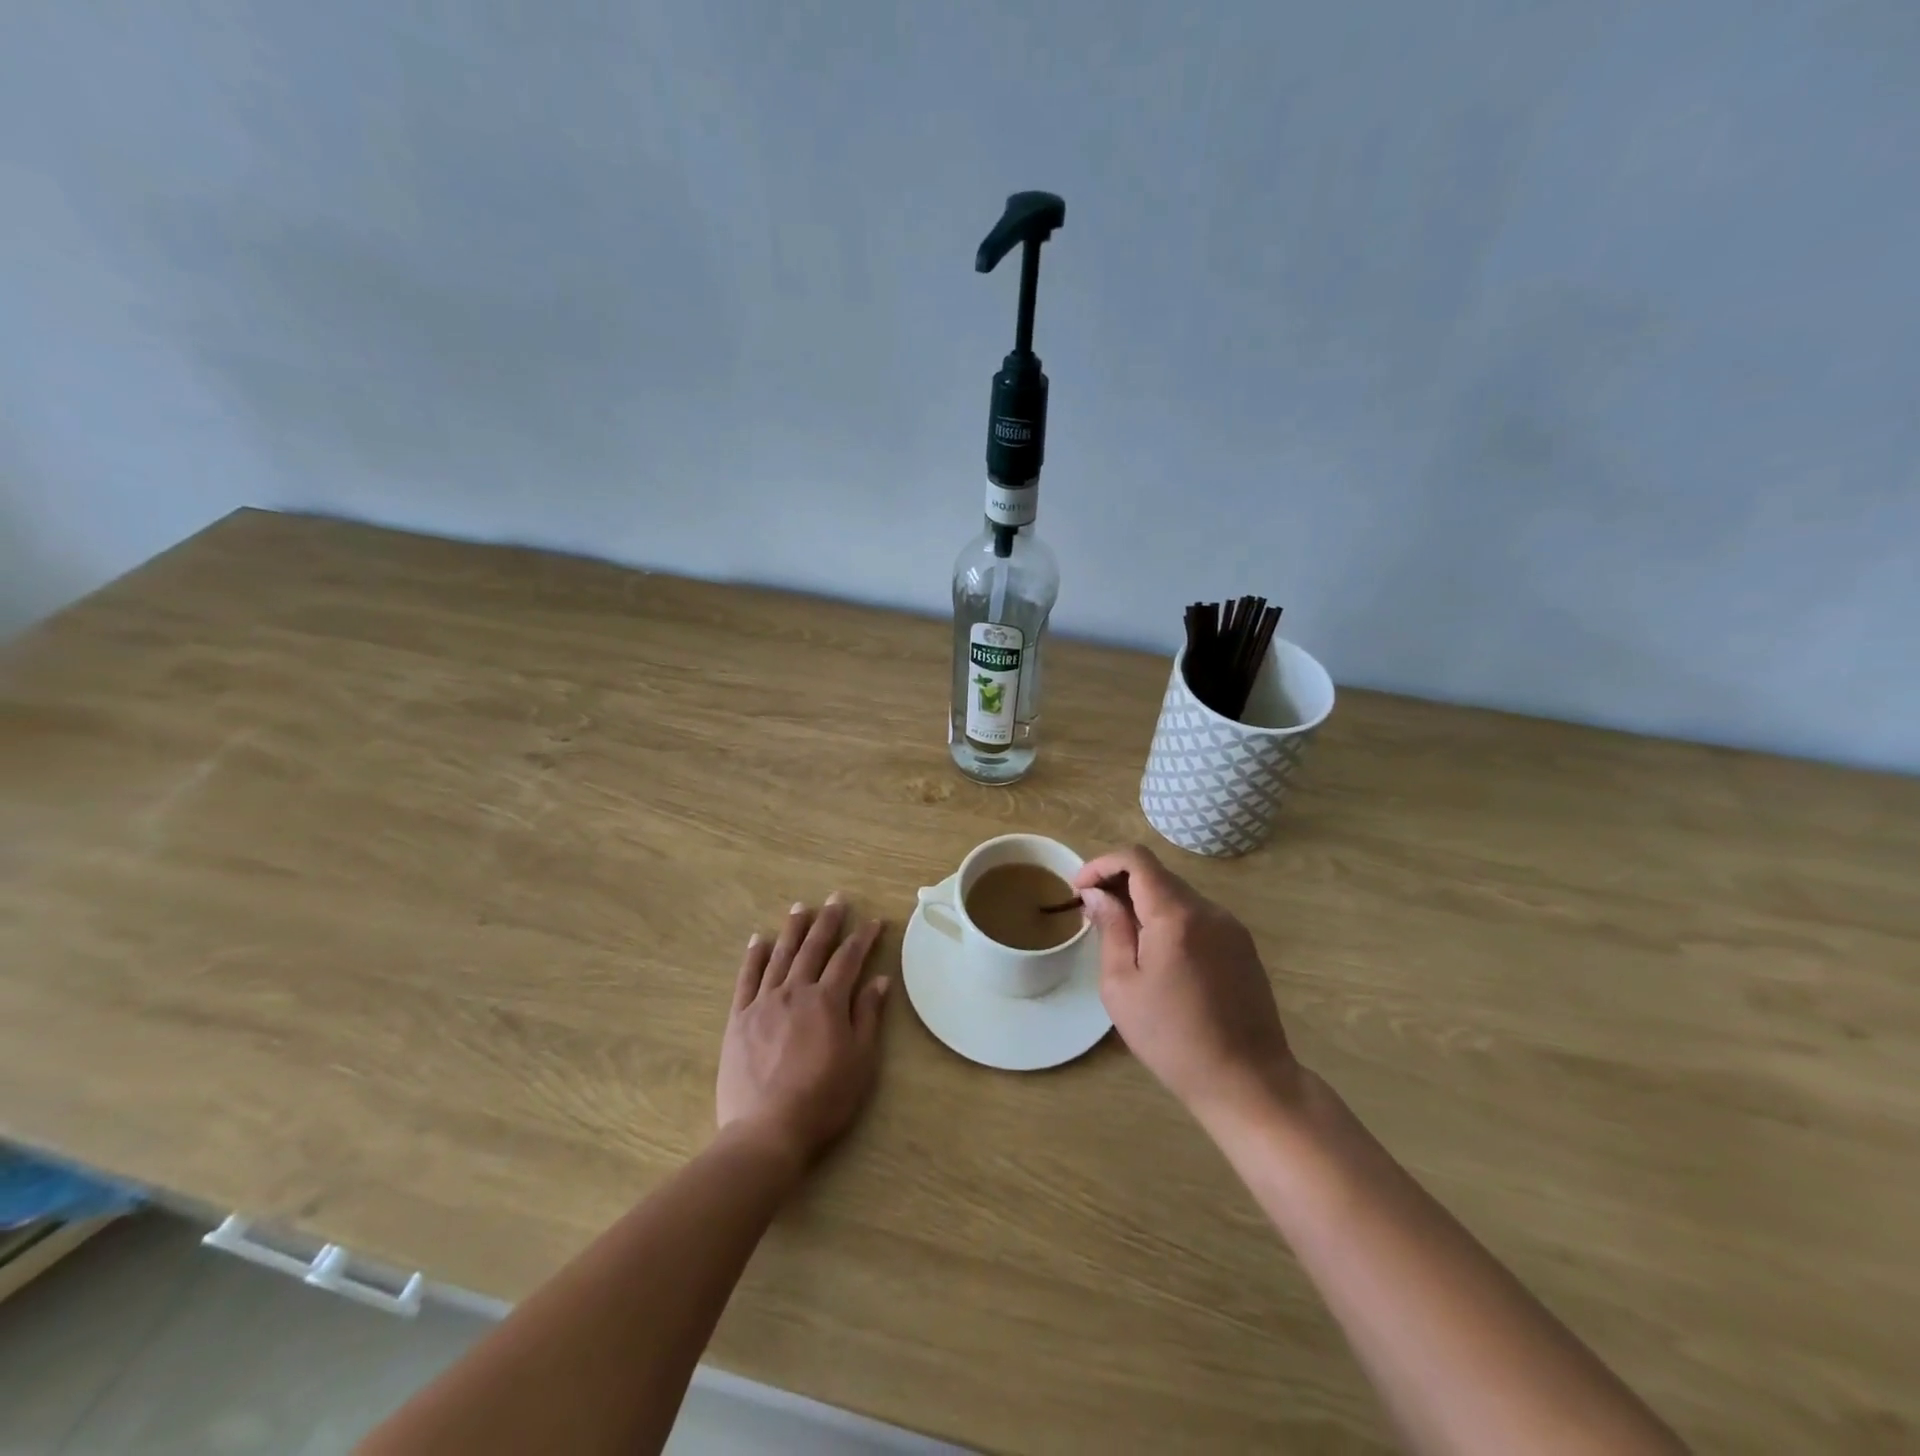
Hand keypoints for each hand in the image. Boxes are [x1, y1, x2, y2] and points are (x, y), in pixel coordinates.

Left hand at [717, 894, 890, 1170]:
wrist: (767, 1131)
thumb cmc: (823, 1099)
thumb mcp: (860, 1061)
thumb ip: (867, 1016)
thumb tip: (879, 980)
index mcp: (828, 1001)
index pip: (849, 959)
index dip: (863, 938)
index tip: (874, 921)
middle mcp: (796, 992)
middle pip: (814, 948)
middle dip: (828, 921)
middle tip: (837, 898)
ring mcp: (764, 1003)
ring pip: (780, 956)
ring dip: (792, 930)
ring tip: (801, 907)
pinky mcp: (739, 1019)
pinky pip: (746, 980)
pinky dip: (753, 957)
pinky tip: (757, 940)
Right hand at [1075, 847, 1297, 1124]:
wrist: (1247, 1081)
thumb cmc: (1172, 1038)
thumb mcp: (1122, 986)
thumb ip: (1111, 930)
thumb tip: (1097, 894)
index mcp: (1176, 915)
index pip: (1136, 859)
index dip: (1101, 864)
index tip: (1079, 890)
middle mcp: (1208, 910)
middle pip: (1157, 874)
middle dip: (1119, 883)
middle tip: (1093, 914)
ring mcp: (1230, 927)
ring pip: (1177, 895)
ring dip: (1144, 902)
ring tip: (1122, 937)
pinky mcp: (1242, 946)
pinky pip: (1197, 916)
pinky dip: (1169, 919)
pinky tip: (1157, 954)